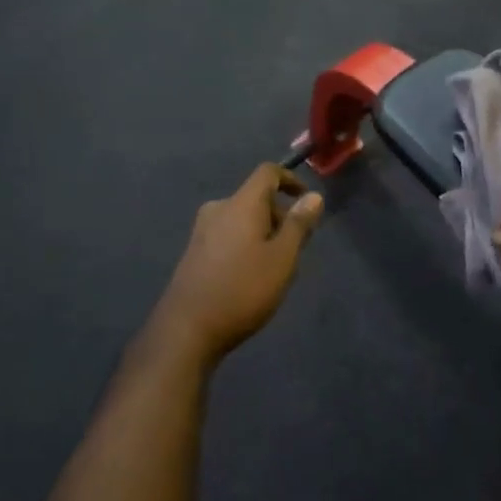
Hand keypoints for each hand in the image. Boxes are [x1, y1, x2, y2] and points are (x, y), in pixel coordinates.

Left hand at [149, 164, 323, 368]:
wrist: (187, 329)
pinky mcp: (194, 252)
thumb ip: (299, 225)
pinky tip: (250, 276)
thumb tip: (314, 196)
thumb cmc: (243, 289)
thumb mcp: (282, 258)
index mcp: (241, 203)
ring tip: (275, 267)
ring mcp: (202, 230)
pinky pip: (228, 234)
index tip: (307, 201)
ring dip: (263, 232)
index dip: (290, 180)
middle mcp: (218, 209)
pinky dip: (245, 243)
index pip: (267, 172)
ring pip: (242, 218)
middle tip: (296, 248)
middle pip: (255, 197)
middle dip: (279, 215)